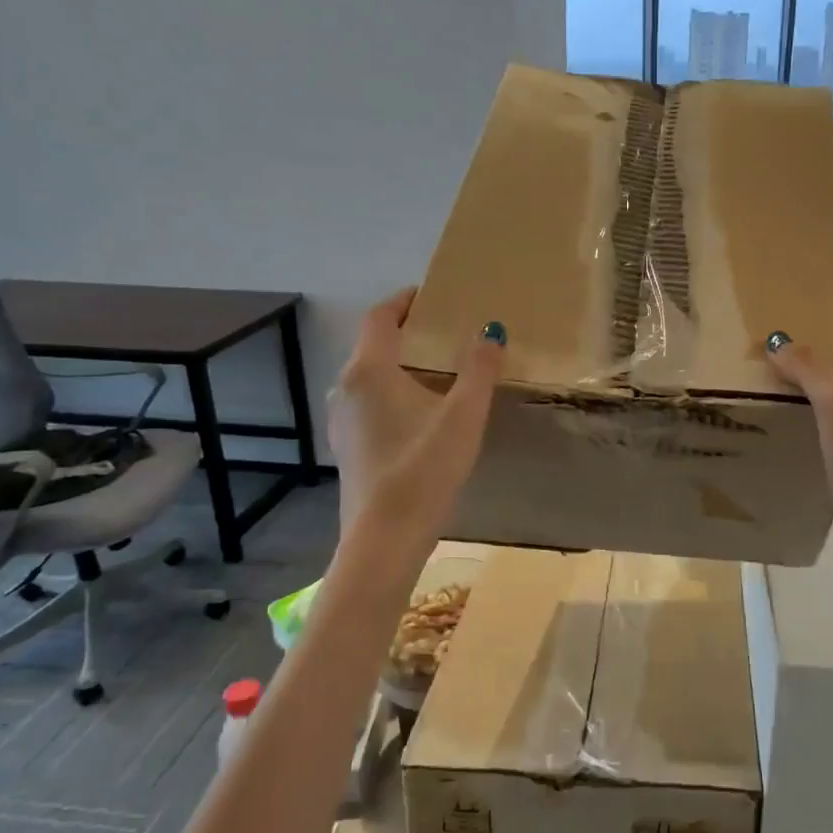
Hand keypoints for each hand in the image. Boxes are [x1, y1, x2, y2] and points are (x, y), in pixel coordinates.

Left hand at [326, 289, 504, 542]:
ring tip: (438, 371)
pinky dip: (393, 393)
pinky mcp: (347, 447)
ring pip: (371, 377)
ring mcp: (342, 420)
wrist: (386, 537)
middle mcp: (346, 388)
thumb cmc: (424, 468)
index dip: (406, 300)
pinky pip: (370, 403)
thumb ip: (479, 369)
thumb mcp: (464, 415)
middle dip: (408, 332)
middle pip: (374, 345)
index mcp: (369, 370)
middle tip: (446, 332)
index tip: (433, 295)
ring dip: (400, 365)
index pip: (381, 316)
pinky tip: (421, 414)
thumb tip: (490, 331)